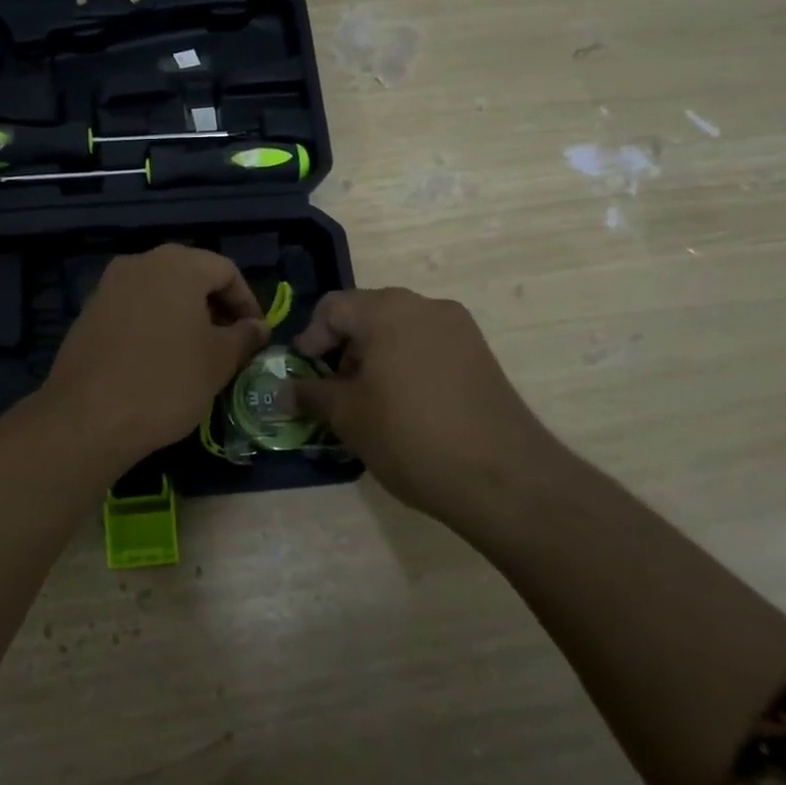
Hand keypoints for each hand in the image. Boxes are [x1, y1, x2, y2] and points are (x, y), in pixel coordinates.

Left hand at [43, 245, 270, 459]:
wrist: (88, 416)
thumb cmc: (167, 381)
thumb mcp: (219, 361)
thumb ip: (244, 336)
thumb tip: (257, 327)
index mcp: (177, 264)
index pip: (225, 270)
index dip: (247, 301)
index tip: (256, 334)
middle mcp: (139, 263)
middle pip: (190, 276)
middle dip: (214, 307)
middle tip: (230, 343)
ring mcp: (108, 287)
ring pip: (159, 293)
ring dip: (183, 317)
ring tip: (197, 355)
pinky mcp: (87, 314)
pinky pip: (132, 311)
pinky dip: (153, 326)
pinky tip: (159, 361)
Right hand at [294, 288, 567, 520]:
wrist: (503, 478)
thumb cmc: (410, 436)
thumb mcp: (348, 416)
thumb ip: (310, 394)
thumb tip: (282, 391)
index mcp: (388, 310)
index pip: (333, 307)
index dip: (310, 339)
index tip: (304, 375)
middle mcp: (425, 307)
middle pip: (367, 315)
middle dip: (343, 350)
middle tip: (333, 391)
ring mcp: (459, 330)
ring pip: (399, 332)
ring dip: (374, 359)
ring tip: (367, 403)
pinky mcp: (480, 356)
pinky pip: (427, 348)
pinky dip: (404, 367)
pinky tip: (403, 408)